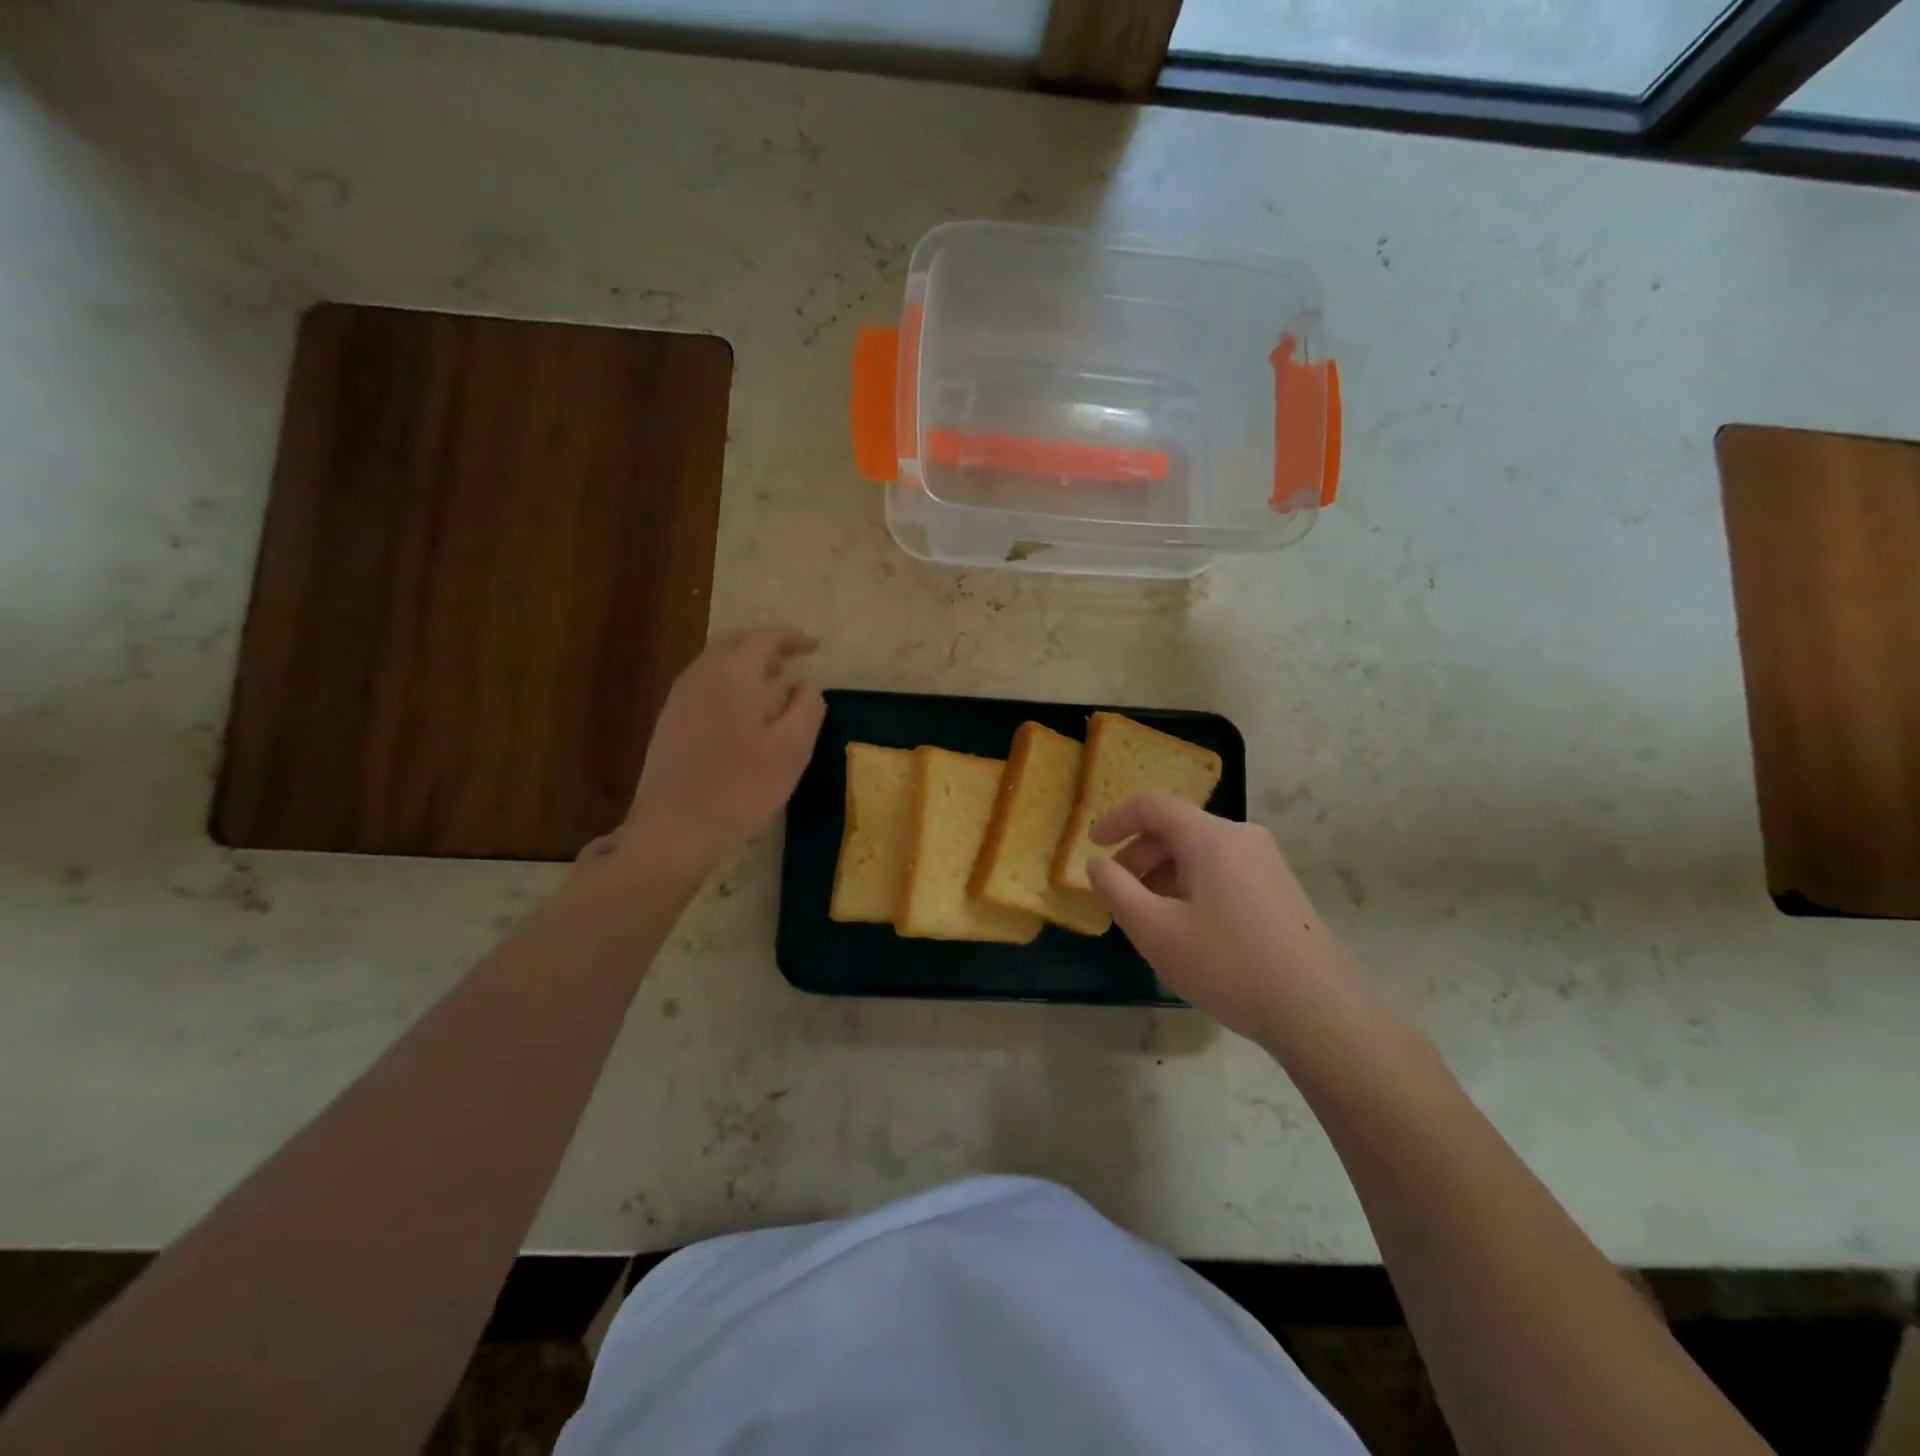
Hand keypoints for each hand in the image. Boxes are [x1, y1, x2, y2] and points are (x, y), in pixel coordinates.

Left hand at [590, 628, 824, 882]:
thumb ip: (806, 707)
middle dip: (766, 645)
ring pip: (715, 663)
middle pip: (734, 643)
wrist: (675, 829)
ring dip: (745, 663)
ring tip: (771, 682)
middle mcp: (700, 675)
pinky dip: (728, 682)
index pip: (765, 638)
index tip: (814, 647)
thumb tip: (805, 683)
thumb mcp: (792, 749)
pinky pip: (703, 684)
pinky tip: (741, 711)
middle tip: (792, 659)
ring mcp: (679, 698)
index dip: (792, 638)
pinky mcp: (668, 722)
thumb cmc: (742, 787)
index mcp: (733, 674)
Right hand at [1085, 793, 1357, 1049]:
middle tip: (1120, 894)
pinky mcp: (1281, 887)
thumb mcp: (1155, 931)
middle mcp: (1241, 836)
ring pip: (1201, 852)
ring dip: (1165, 873)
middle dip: (1140, 855)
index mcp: (1210, 837)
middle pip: (1177, 828)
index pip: (1152, 805)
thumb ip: (1116, 890)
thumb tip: (1098, 864)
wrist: (1320, 1011)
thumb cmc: (1228, 966)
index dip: (1116, 819)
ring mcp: (1267, 861)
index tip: (1093, 846)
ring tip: (1152, 918)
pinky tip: (1192, 928)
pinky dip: (1194, 884)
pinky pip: (1224, 869)